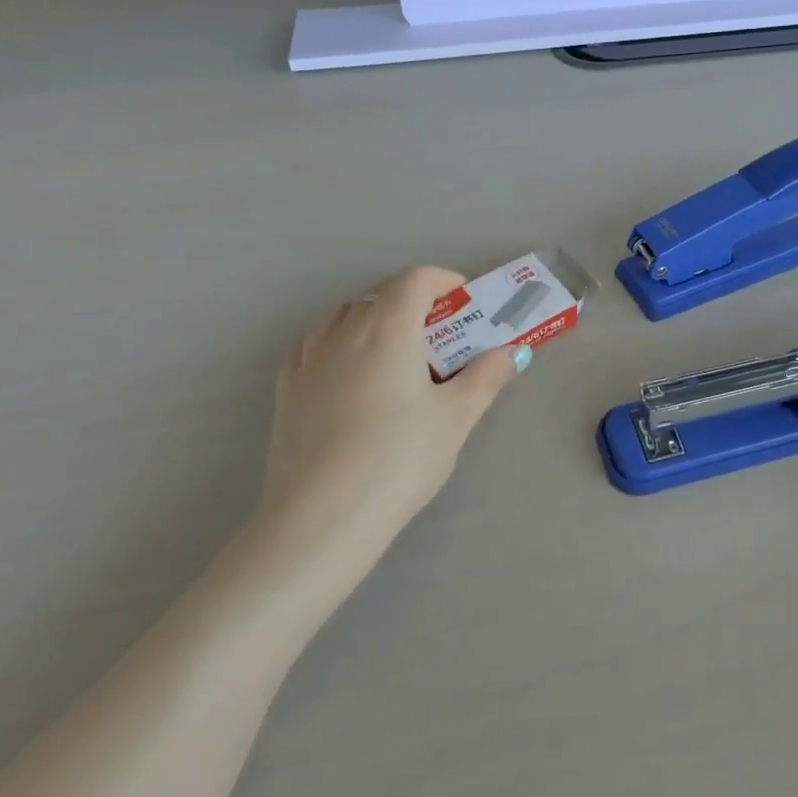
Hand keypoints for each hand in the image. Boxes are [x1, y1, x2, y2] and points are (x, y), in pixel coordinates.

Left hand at [239, 267, 524, 605]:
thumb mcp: (456, 418)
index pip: (415, 279)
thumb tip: (512, 351)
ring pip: (344, 315)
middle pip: (381, 294)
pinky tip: (349, 371)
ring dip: (375, 318)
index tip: (465, 303)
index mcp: (389, 329)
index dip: (444, 281)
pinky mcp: (285, 388)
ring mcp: (308, 358)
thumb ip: (487, 377)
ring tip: (397, 354)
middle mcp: (343, 330)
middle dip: (415, 302)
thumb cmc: (400, 458)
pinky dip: (339, 341)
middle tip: (442, 336)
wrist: (322, 517)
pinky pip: (314, 343)